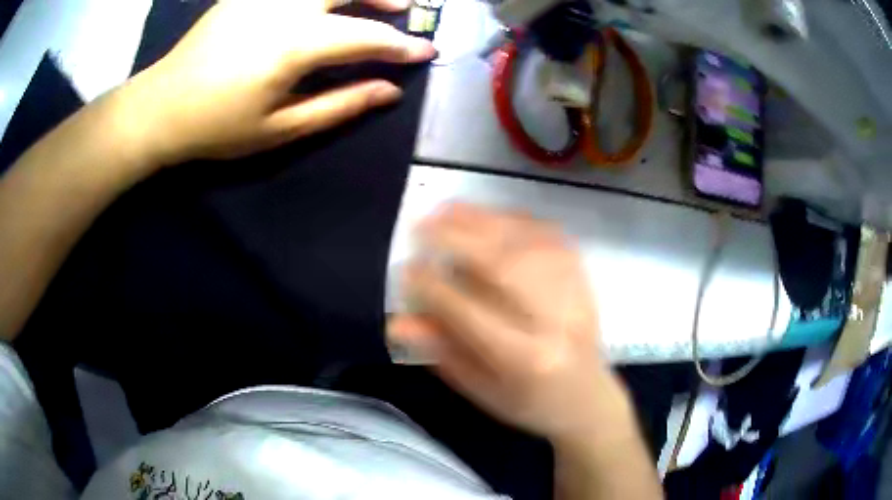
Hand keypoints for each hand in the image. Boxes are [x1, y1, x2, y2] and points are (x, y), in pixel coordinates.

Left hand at [122, 0, 435, 166]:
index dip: (401, 46)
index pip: (366, 36)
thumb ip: (340, 104)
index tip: (427, 53)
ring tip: (370, 0)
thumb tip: (389, 92)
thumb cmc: (217, 126)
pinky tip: (322, 3)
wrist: (160, 107)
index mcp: (295, 44)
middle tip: (404, 9)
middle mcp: (285, 8)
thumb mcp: (280, 128)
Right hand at [389, 203, 627, 442]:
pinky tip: (491, 216)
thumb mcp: (480, 390)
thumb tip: (398, 321)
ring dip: (484, 221)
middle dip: (458, 239)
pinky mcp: (583, 278)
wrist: (587, 398)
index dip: (434, 287)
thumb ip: (442, 352)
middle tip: (423, 224)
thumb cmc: (529, 402)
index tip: (408, 268)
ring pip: (527, 244)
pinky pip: (551, 237)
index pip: (470, 314)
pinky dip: (517, 220)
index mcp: (524, 359)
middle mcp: (554, 321)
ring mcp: (575, 294)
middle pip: (504, 267)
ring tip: (449, 209)